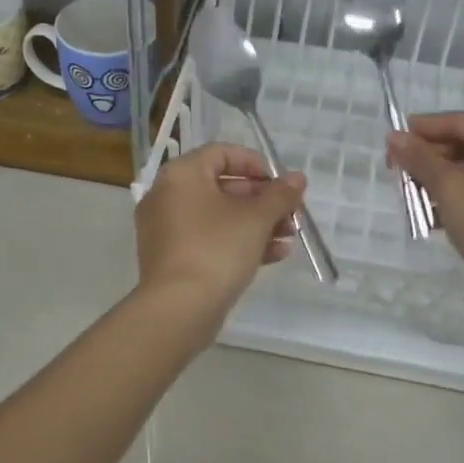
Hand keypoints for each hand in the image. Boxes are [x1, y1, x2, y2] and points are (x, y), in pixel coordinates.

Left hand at [134, 142, 305, 342]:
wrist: (179, 309)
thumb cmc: (216, 250)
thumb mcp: (256, 218)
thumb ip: (279, 195)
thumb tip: (297, 178)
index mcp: (181, 175)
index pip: (221, 153)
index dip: (256, 164)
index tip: (282, 183)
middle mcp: (167, 196)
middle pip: (221, 186)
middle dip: (262, 199)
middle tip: (291, 213)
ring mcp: (165, 229)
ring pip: (217, 216)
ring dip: (256, 223)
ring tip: (288, 236)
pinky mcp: (171, 258)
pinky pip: (208, 239)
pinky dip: (237, 242)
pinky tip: (273, 255)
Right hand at [387, 113, 463, 291]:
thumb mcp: (446, 184)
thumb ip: (417, 157)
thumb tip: (393, 137)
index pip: (461, 122)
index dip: (423, 129)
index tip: (393, 139)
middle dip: (430, 161)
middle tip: (398, 173)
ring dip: (440, 183)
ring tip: (411, 197)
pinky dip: (459, 200)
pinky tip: (433, 217)